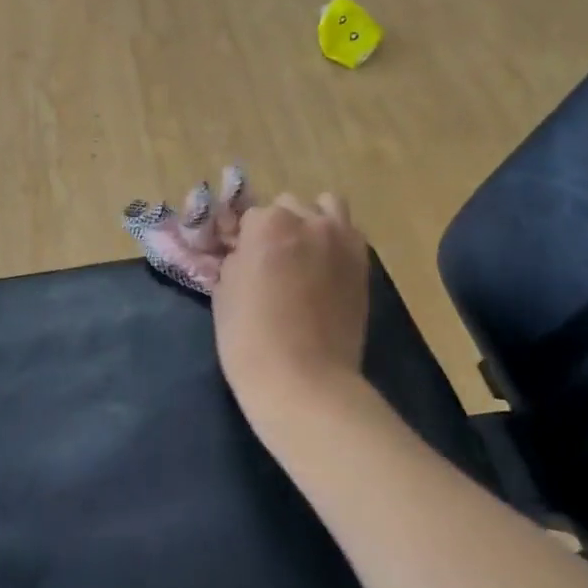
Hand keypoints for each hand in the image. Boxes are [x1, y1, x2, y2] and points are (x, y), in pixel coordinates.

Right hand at [213, 193, 370, 426]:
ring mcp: (342, 240)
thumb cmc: (250, 337)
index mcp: (267, 224)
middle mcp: (308, 221)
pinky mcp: (363, 264)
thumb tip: (245, 252)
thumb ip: (236, 259)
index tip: (239, 259)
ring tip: (302, 254)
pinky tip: (324, 269)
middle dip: (277, 227)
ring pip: (325, 208)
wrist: (304, 380)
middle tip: (270, 261)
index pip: (249, 216)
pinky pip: (348, 234)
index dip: (242, 238)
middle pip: (287, 206)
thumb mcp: (224, 291)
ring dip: (311, 222)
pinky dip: (335, 242)